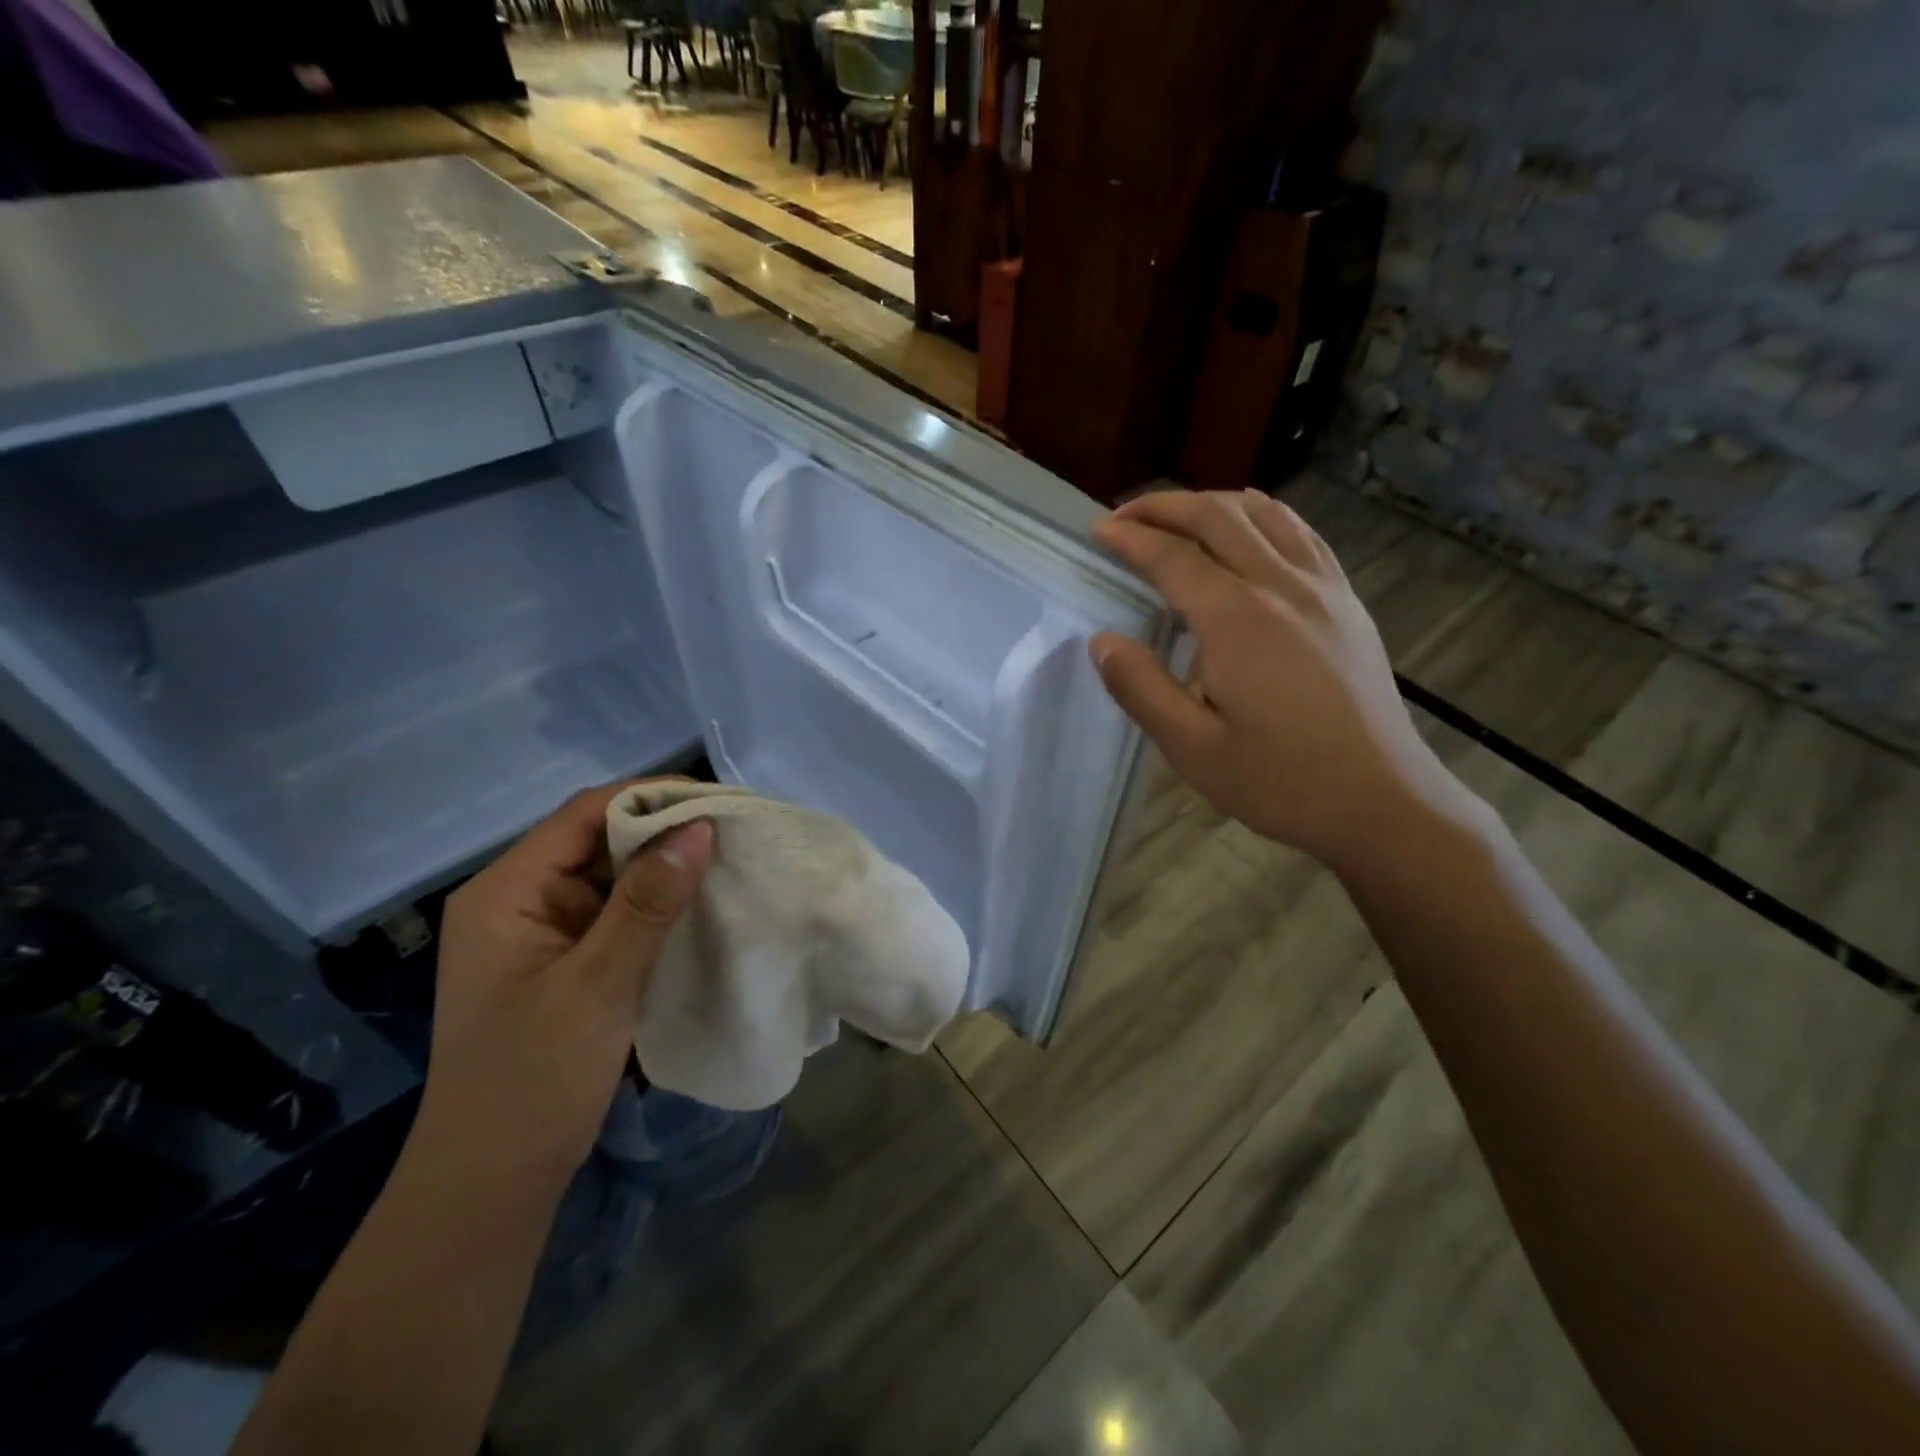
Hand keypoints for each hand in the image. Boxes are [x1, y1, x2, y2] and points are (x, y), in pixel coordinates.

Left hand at [420, 783, 712, 1190]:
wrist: (493, 1186)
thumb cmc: (533, 1081)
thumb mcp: (596, 986)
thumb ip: (647, 903)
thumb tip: (700, 827)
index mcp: (506, 892)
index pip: (585, 815)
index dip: (652, 798)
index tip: (720, 802)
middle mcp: (521, 899)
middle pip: (600, 840)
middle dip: (666, 832)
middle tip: (737, 831)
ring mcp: (544, 932)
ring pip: (614, 877)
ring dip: (667, 870)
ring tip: (732, 860)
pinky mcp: (568, 961)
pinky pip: (618, 914)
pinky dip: (659, 906)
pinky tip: (703, 905)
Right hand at [1090, 490, 1475, 873]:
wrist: (1381, 800)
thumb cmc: (1281, 781)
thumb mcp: (1192, 749)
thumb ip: (1141, 689)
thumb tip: (1103, 643)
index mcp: (1237, 621)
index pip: (1172, 557)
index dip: (1129, 537)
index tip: (1097, 531)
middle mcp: (1281, 587)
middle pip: (1216, 517)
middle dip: (1164, 506)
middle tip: (1124, 514)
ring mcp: (1322, 589)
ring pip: (1262, 514)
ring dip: (1212, 503)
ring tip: (1177, 516)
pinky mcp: (1346, 601)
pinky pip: (1302, 534)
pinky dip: (1264, 515)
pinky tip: (1251, 526)